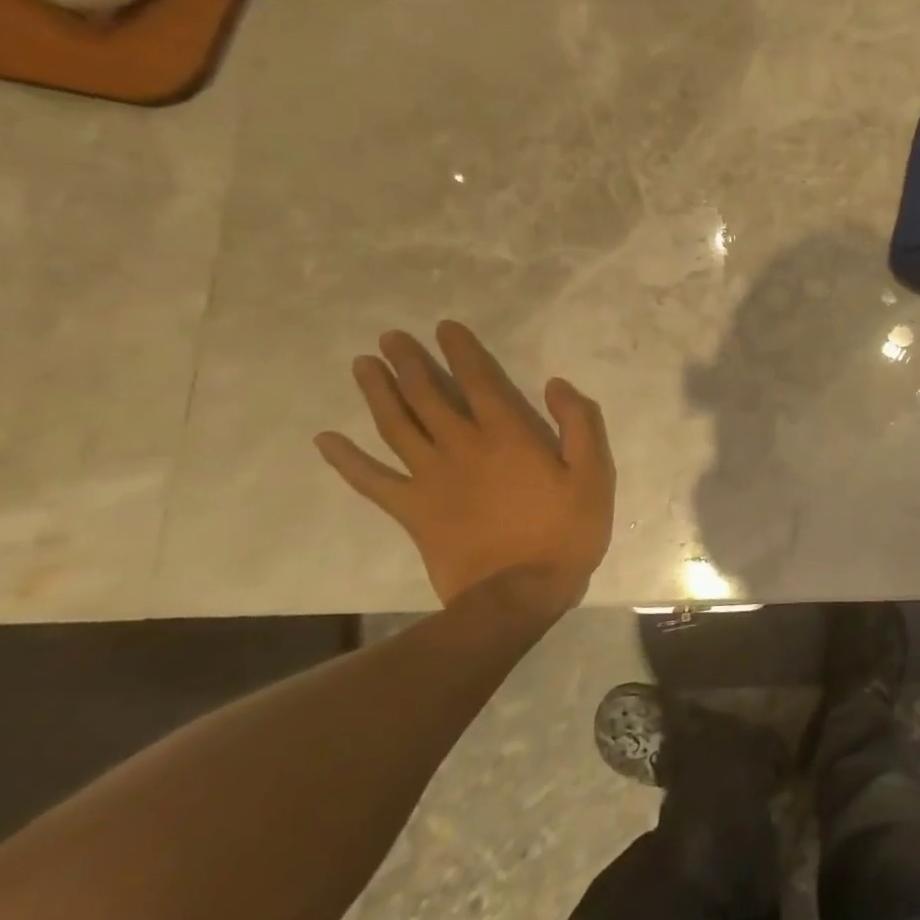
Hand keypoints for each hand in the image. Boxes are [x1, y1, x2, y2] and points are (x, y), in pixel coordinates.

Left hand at [314, 321, 614, 614]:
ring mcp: (430, 478)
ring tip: (363, 365)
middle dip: (409, 363)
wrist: (519, 592)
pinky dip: (346, 460)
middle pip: (428, 395)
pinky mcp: (411, 510)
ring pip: (396, 426)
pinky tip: (326, 440)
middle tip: (390, 338)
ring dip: (378, 392)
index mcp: (508, 434)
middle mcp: (462, 446)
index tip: (444, 327)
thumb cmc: (566, 530)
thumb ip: (579, 423)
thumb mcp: (594, 474)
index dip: (461, 351)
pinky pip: (371, 480)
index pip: (478, 380)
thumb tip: (555, 384)